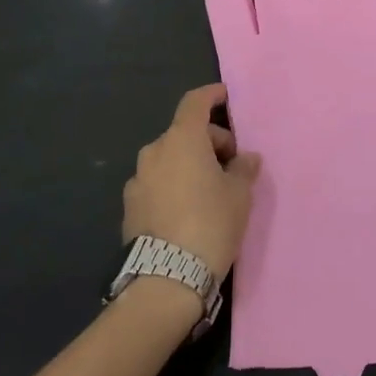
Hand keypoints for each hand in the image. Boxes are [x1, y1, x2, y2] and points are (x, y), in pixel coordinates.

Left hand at [123, 83, 260, 280]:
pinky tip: (188, 211)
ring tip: (210, 192)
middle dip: (209, 142)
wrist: (166, 279)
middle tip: (231, 166)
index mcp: (182, 139)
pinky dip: (173, 186)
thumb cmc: (210, 224)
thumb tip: (246, 158)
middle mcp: (155, 152)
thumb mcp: (239, 195)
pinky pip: (157, 184)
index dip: (211, 95)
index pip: (194, 102)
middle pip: (185, 133)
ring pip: (169, 159)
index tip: (224, 95)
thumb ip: (243, 169)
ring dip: (189, 165)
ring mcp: (137, 180)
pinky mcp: (129, 207)